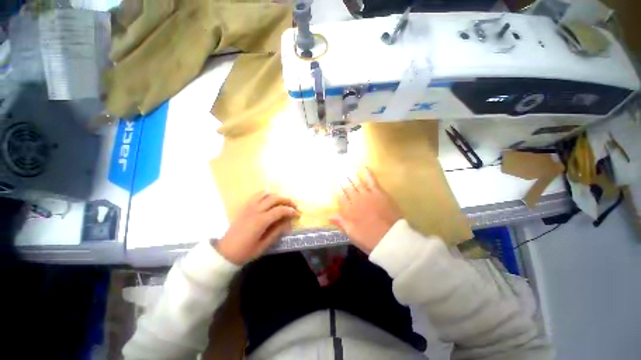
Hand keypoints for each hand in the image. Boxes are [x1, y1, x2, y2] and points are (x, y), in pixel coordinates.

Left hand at [215, 192, 299, 263]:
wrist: (224, 253)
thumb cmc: (245, 252)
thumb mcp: (264, 245)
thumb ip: (277, 232)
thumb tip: (288, 222)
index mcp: (260, 221)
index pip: (280, 210)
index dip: (291, 211)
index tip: (298, 214)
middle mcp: (255, 210)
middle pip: (274, 198)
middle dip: (287, 201)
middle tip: (294, 206)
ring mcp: (249, 207)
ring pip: (266, 194)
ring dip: (277, 196)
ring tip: (283, 203)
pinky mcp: (244, 207)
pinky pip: (257, 196)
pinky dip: (266, 195)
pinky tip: (270, 201)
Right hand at [331, 168, 401, 252]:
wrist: (392, 239)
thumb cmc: (370, 239)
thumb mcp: (352, 234)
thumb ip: (341, 222)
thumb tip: (328, 215)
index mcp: (349, 211)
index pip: (340, 198)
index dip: (337, 191)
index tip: (335, 185)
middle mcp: (356, 200)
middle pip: (348, 188)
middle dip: (343, 181)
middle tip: (339, 173)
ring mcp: (368, 195)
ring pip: (358, 183)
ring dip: (352, 176)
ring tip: (348, 170)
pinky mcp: (379, 193)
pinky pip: (372, 181)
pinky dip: (368, 173)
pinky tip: (365, 167)